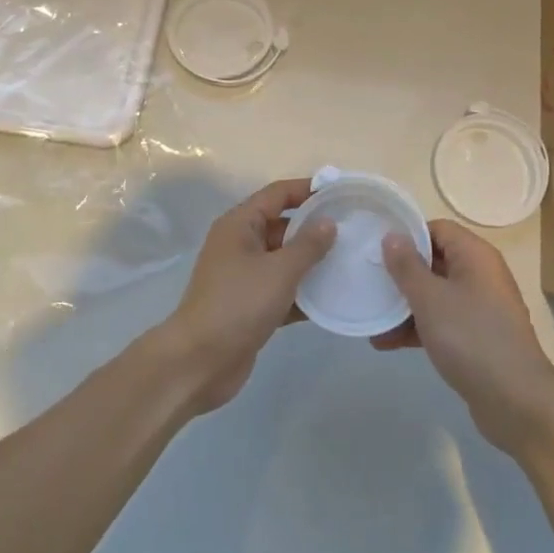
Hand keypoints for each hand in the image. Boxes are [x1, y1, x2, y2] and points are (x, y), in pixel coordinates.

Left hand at [155, 179, 335, 415]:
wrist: (200, 362)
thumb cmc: (238, 304)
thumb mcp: (279, 270)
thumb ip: (308, 245)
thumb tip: (329, 222)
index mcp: (240, 225)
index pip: (277, 194)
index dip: (307, 190)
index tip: (340, 193)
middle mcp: (240, 244)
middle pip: (282, 226)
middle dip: (314, 228)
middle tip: (353, 231)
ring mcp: (243, 277)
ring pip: (284, 260)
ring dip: (312, 263)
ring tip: (349, 263)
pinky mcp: (250, 306)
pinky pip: (282, 290)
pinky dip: (303, 293)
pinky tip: (333, 299)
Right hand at [377, 220, 553, 460]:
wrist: (517, 403)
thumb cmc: (471, 338)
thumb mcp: (430, 299)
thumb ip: (407, 266)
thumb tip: (392, 235)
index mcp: (475, 256)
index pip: (437, 229)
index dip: (407, 235)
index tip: (375, 247)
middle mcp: (481, 275)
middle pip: (434, 261)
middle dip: (400, 274)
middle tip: (367, 282)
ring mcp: (481, 308)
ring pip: (435, 294)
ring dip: (404, 305)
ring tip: (371, 319)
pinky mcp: (477, 338)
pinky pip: (442, 321)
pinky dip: (418, 327)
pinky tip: (386, 342)